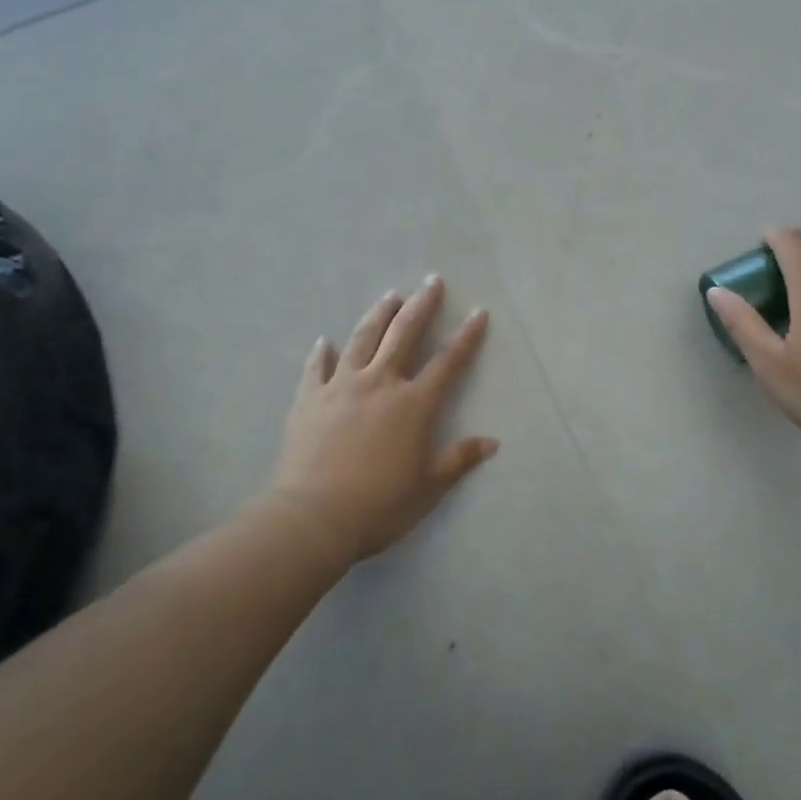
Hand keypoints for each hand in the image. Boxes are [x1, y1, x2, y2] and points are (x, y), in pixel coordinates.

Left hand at [268, 277, 494, 562]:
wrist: (313, 517)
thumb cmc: (379, 504)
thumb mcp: (428, 487)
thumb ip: (458, 459)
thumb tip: (491, 442)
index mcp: (413, 403)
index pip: (448, 361)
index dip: (466, 336)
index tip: (478, 311)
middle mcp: (380, 383)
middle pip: (404, 334)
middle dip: (421, 305)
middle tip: (432, 281)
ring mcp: (341, 386)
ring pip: (363, 339)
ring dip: (378, 315)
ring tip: (390, 296)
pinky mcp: (309, 399)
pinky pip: (316, 367)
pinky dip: (321, 352)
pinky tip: (324, 341)